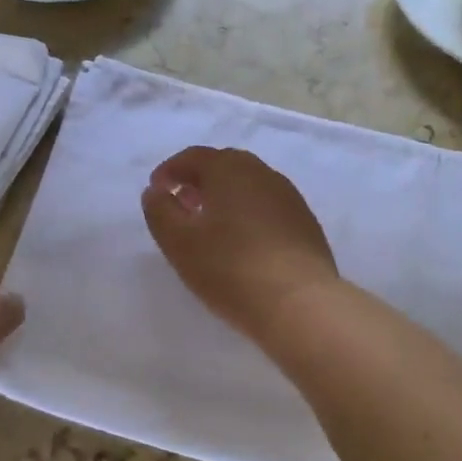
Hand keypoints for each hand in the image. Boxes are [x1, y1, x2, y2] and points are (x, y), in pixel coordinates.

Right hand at [140, 147, 338, 341]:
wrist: (300, 303)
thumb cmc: (231, 269)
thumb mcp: (180, 243)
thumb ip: (160, 211)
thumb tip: (156, 191)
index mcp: (229, 169)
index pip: (194, 156)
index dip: (170, 170)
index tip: (156, 190)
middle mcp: (262, 173)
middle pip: (224, 165)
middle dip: (199, 180)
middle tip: (181, 204)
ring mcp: (289, 197)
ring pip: (249, 185)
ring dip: (224, 196)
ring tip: (209, 225)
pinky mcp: (305, 222)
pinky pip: (268, 206)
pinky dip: (247, 213)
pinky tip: (242, 242)